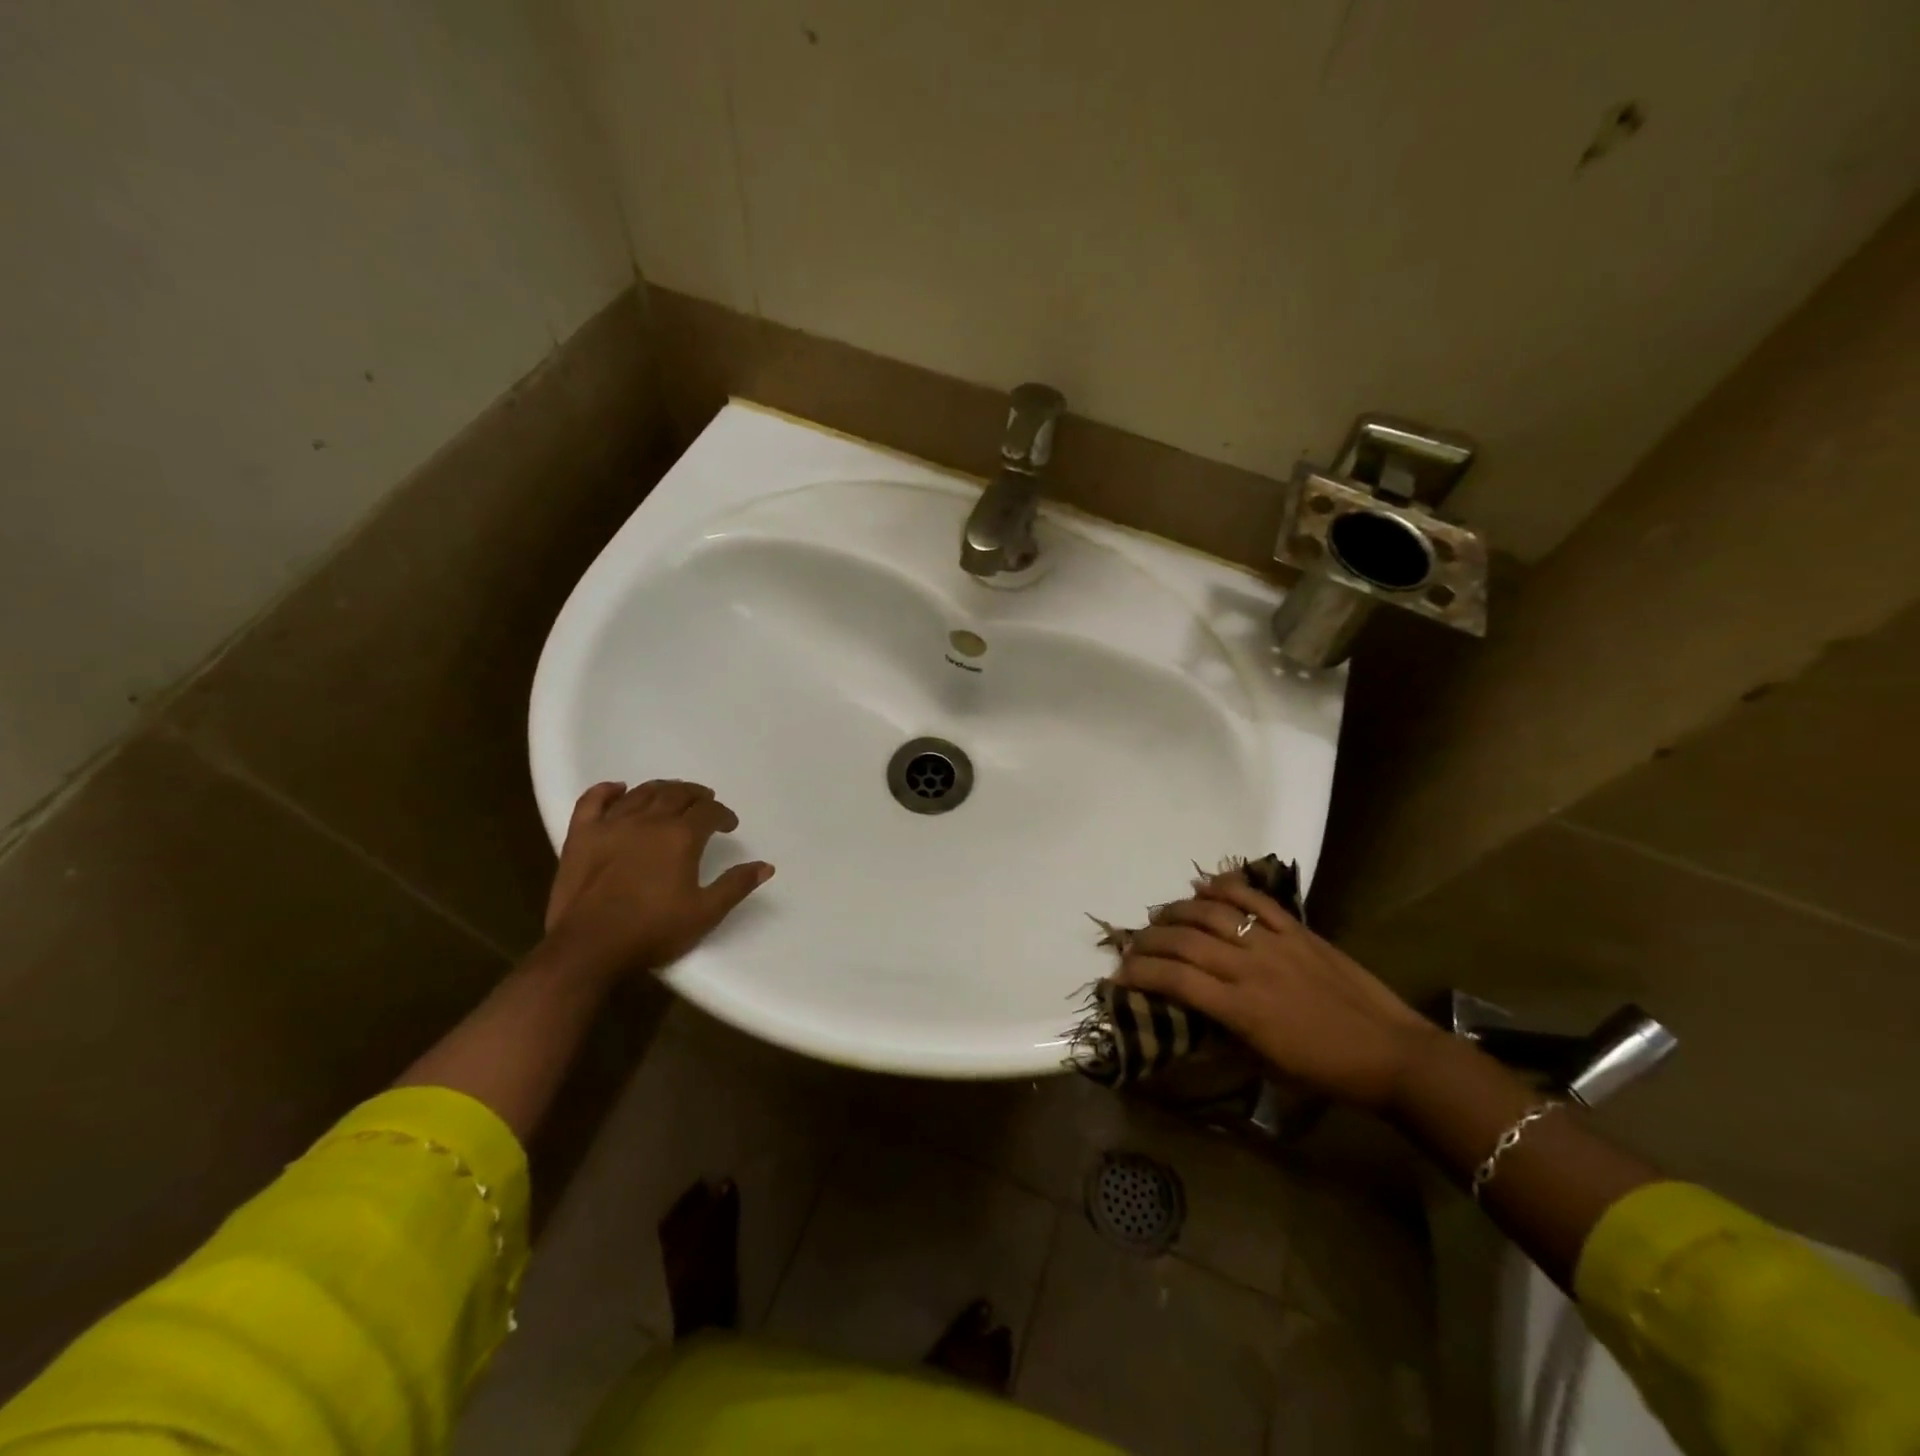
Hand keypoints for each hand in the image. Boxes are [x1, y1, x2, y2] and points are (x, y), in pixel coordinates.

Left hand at [543, 779, 772, 978]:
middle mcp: (649, 821)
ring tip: (672, 794)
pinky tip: (619, 789)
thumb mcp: (705, 913)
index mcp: (681, 837)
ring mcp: (612, 825)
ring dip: (662, 789)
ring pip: (642, 793)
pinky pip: (593, 800)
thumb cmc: (653, 931)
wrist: (589, 948)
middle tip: (704, 803)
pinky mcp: (581, 835)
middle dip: (696, 796)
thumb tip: (765, 866)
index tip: (729, 825)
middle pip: (677, 794)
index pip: (709, 812)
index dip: (723, 814)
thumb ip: (736, 885)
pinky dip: (607, 790)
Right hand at [1116, 876, 1439, 1110]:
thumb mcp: (1265, 1066)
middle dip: (1149, 940)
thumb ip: (1223, 1035)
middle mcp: (1250, 968)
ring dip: (1178, 910)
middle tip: (1133, 944)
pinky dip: (1226, 886)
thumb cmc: (1325, 1072)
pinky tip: (1204, 885)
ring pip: (1213, 912)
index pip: (1175, 980)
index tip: (1118, 974)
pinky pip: (1255, 899)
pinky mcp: (1298, 930)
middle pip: (1185, 941)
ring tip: (1161, 915)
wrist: (1393, 1054)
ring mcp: (1275, 943)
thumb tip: (1188, 1016)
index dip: (1140, 973)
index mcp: (1241, 1009)